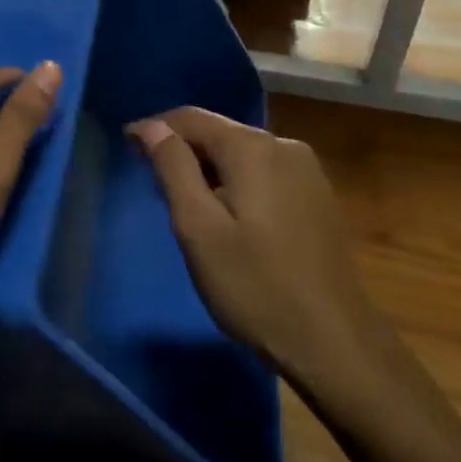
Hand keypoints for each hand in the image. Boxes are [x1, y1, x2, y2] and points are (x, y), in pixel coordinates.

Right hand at [128, 108, 379, 386]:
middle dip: (182, 149)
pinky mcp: (318, 195)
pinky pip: (264, 172)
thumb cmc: (255, 287)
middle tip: (150, 180)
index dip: (154, 128)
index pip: (191, 118)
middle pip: (219, 132)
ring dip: (208, 167)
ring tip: (182, 199)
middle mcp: (284, 145)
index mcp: (252, 147)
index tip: (125, 146)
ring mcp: (307, 170)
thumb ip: (173, 169)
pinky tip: (226, 213)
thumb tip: (152, 127)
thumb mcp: (199, 229)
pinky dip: (236, 181)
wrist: (335, 343)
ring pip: (242, 153)